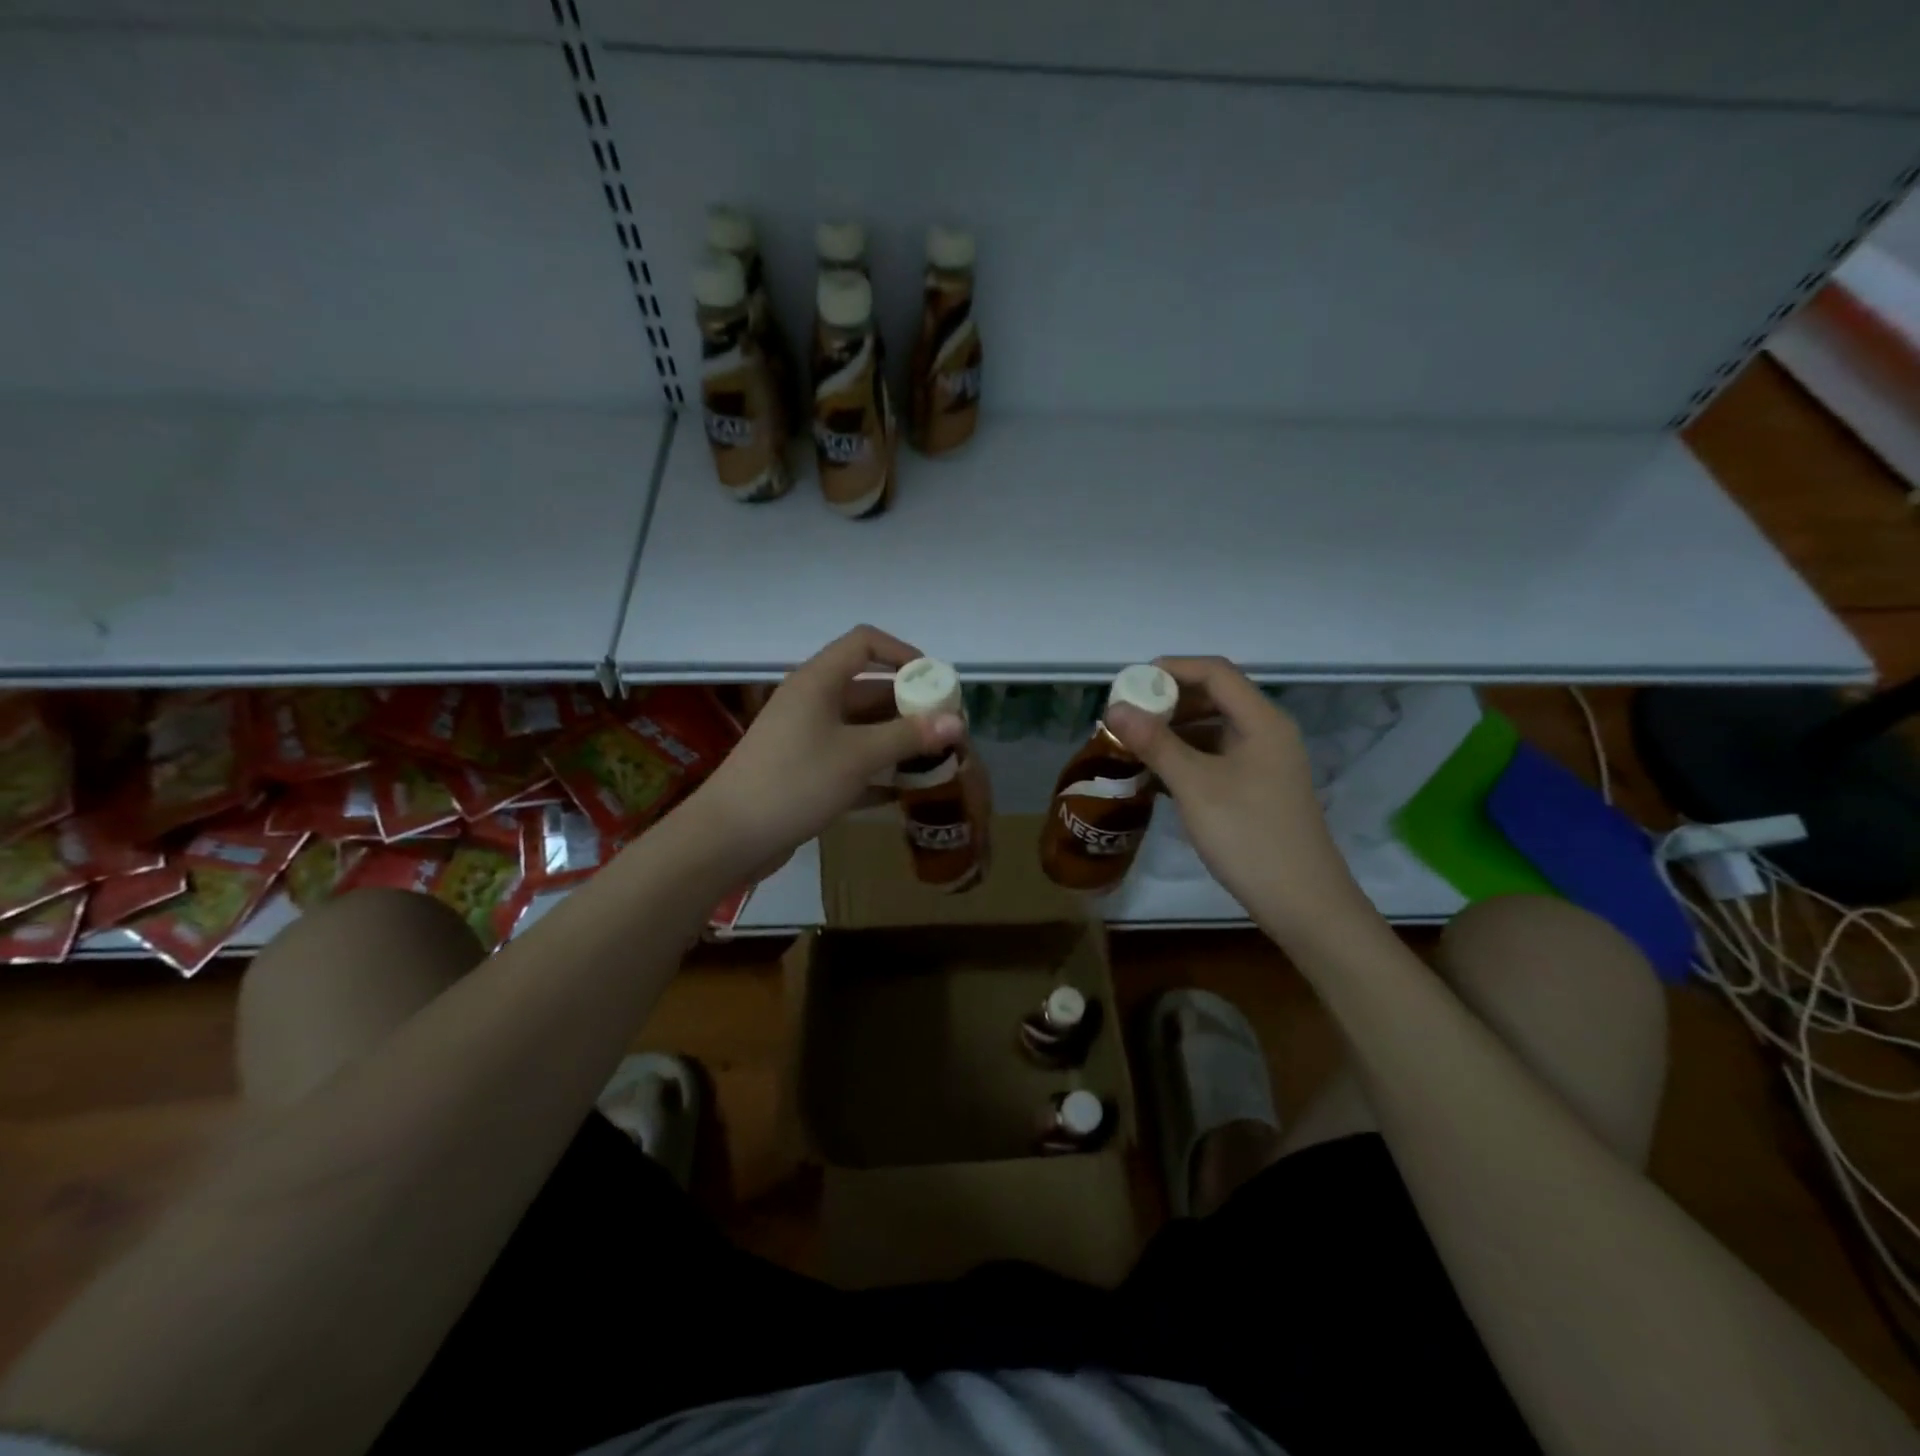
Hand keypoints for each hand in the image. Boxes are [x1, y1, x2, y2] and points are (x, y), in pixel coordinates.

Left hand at [690, 625, 963, 880]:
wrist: (729, 837)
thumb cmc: (795, 782)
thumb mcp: (858, 756)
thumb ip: (909, 736)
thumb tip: (957, 721)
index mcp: (818, 681)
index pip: (865, 643)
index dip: (903, 653)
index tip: (935, 681)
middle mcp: (811, 701)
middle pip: (868, 688)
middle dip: (909, 705)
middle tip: (946, 729)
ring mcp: (805, 737)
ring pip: (860, 727)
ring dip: (896, 740)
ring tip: (935, 759)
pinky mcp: (803, 770)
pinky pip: (848, 759)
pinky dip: (875, 769)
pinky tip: (903, 791)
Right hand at [1105, 656, 1368, 937]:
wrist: (1302, 903)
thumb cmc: (1249, 836)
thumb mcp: (1195, 786)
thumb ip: (1155, 743)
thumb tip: (1115, 708)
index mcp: (1262, 721)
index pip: (1215, 672)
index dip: (1171, 669)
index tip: (1129, 683)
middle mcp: (1267, 733)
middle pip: (1214, 698)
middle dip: (1168, 701)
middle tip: (1126, 715)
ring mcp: (1264, 763)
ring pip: (1213, 730)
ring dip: (1174, 731)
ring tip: (1133, 744)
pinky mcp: (1257, 789)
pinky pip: (1216, 758)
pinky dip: (1186, 758)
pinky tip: (1155, 775)